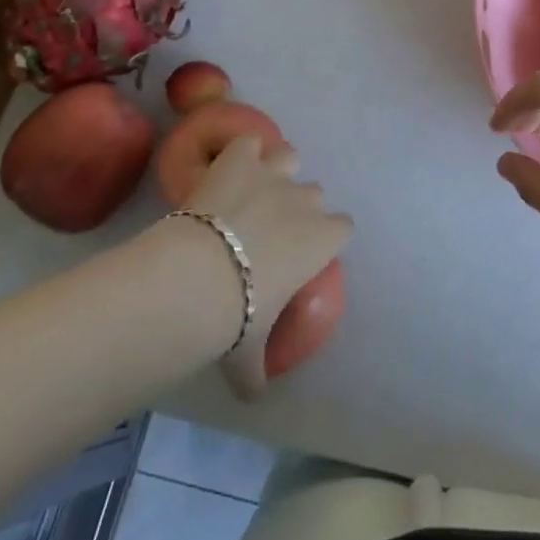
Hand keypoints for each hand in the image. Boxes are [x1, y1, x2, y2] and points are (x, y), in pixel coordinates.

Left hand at [183, 135, 352, 398]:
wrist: (196, 277)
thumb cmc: (235, 317)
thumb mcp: (249, 353)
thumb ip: (256, 371)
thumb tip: (253, 397)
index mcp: (322, 239)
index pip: (343, 226)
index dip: (325, 236)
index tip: (305, 252)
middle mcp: (305, 200)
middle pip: (314, 192)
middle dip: (297, 205)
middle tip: (270, 227)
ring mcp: (273, 173)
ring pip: (289, 155)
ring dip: (276, 168)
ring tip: (254, 187)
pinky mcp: (240, 158)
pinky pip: (249, 142)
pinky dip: (240, 152)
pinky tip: (227, 167)